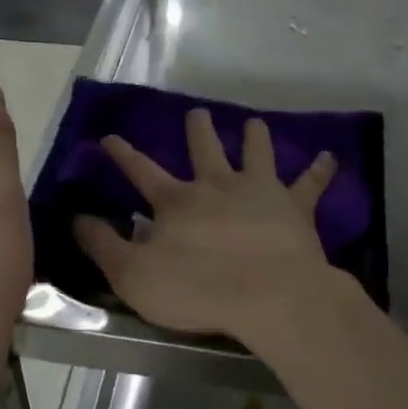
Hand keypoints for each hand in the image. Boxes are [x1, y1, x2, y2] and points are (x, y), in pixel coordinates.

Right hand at [73, 107, 339, 345]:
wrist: (267, 295)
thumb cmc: (196, 289)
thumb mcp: (132, 275)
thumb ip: (103, 245)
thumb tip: (76, 218)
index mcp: (176, 202)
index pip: (141, 171)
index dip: (123, 155)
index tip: (109, 137)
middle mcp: (216, 185)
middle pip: (204, 149)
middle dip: (197, 130)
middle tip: (196, 113)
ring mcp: (259, 191)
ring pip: (256, 152)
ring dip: (253, 136)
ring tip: (253, 123)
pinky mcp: (295, 208)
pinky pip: (310, 183)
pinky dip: (320, 170)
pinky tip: (331, 157)